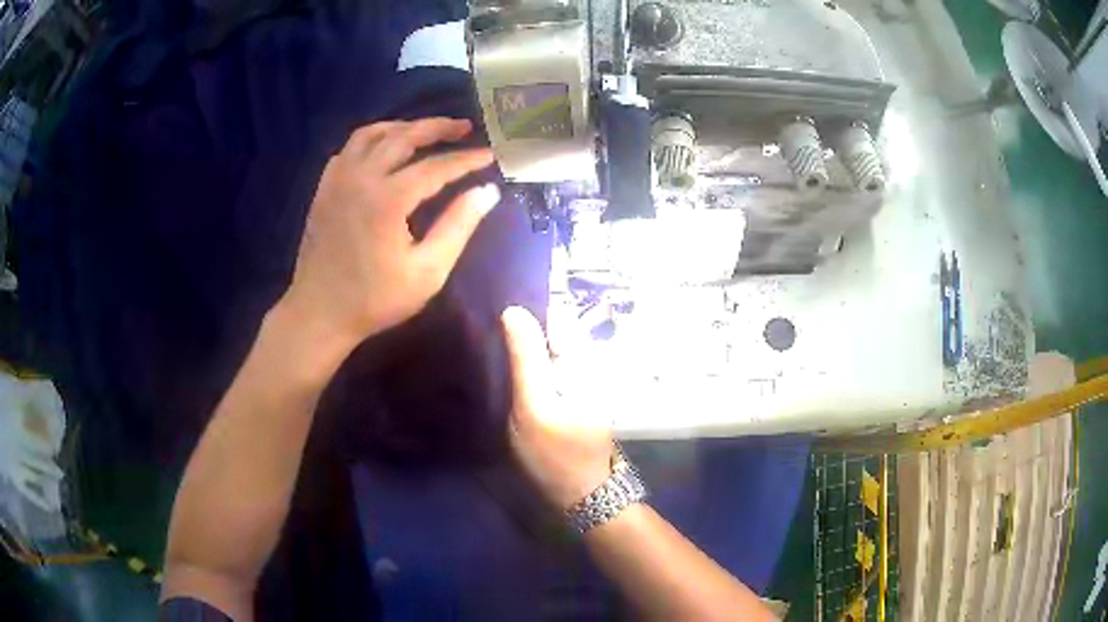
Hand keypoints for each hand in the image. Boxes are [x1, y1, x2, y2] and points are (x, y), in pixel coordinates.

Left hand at [281, 118, 498, 352]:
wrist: (319, 312)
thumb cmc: (375, 299)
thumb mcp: (427, 271)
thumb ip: (458, 226)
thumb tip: (487, 191)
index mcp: (388, 199)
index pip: (436, 167)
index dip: (466, 159)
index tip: (490, 155)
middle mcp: (361, 177)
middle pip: (404, 136)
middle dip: (437, 128)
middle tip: (464, 127)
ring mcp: (338, 179)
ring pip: (372, 134)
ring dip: (403, 127)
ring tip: (426, 131)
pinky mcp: (325, 187)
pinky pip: (350, 148)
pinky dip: (372, 139)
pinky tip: (385, 150)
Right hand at [502, 306, 613, 510]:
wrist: (583, 494)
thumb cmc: (556, 454)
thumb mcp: (533, 407)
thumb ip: (526, 358)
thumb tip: (514, 310)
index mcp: (585, 360)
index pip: (556, 316)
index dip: (527, 313)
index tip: (499, 318)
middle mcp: (592, 362)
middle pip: (554, 331)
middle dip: (527, 331)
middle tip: (495, 341)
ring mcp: (588, 378)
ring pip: (553, 349)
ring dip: (530, 349)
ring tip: (502, 355)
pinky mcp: (581, 393)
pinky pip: (556, 367)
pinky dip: (538, 366)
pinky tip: (519, 376)